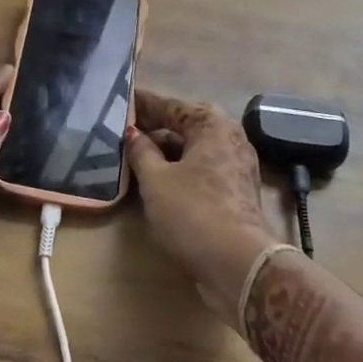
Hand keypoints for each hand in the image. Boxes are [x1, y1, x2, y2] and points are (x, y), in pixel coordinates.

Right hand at [125, 90, 279, 326]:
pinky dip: (179, 169)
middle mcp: (229, 137)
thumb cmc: (193, 211)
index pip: (170, 105)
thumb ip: (141, 152)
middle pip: (184, 126)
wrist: (239, 264)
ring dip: (165, 151)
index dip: (144, 103)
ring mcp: (236, 165)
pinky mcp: (235, 191)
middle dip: (155, 127)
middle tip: (123, 128)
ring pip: (193, 150)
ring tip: (134, 155)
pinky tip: (156, 179)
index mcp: (211, 124)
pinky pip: (201, 169)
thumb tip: (133, 133)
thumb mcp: (155, 180)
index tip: (123, 97)